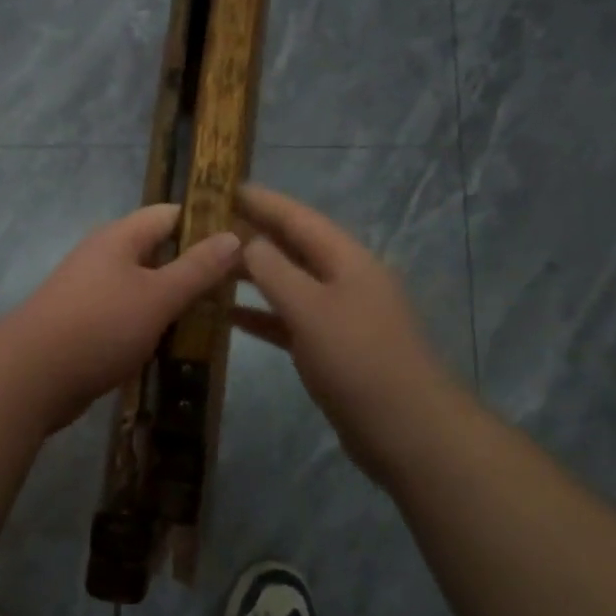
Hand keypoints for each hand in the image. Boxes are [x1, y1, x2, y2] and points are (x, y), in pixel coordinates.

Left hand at [2, 203, 240, 431]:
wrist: (31, 377)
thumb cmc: (99, 326)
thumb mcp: (158, 296)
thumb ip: (197, 268)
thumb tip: (234, 235)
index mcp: (119, 238)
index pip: (170, 215)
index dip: (206, 223)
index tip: (244, 242)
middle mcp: (104, 257)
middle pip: (158, 252)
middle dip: (195, 268)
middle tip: (237, 288)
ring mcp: (92, 292)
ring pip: (145, 288)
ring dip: (176, 301)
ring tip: (217, 318)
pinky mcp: (87, 325)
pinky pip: (129, 316)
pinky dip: (153, 326)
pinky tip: (178, 344)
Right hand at [234, 183, 456, 483]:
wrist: (407, 429)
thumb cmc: (358, 360)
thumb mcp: (311, 309)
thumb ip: (275, 272)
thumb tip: (248, 241)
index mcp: (347, 260)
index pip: (299, 218)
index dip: (263, 202)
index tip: (225, 186)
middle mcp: (345, 280)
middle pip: (294, 248)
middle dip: (254, 234)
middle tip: (208, 224)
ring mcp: (340, 315)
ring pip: (289, 284)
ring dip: (254, 275)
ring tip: (211, 265)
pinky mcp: (332, 349)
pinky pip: (290, 321)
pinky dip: (262, 315)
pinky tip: (229, 316)